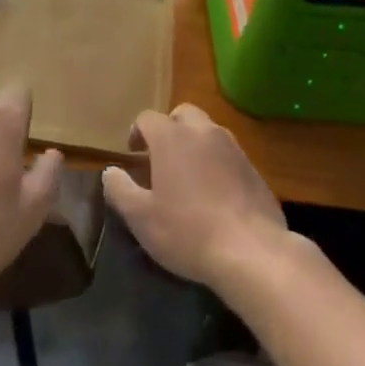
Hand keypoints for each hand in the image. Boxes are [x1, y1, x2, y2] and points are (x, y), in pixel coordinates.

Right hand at [102, 104, 289, 291]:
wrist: (252, 251)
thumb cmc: (188, 231)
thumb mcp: (142, 218)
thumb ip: (120, 190)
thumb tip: (110, 172)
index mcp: (171, 137)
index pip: (147, 118)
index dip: (137, 132)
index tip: (134, 155)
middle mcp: (203, 131)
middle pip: (182, 114)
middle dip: (169, 129)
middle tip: (161, 159)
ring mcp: (233, 147)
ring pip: (208, 131)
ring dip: (194, 144)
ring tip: (188, 176)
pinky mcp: (253, 167)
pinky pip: (228, 153)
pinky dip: (217, 162)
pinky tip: (216, 193)